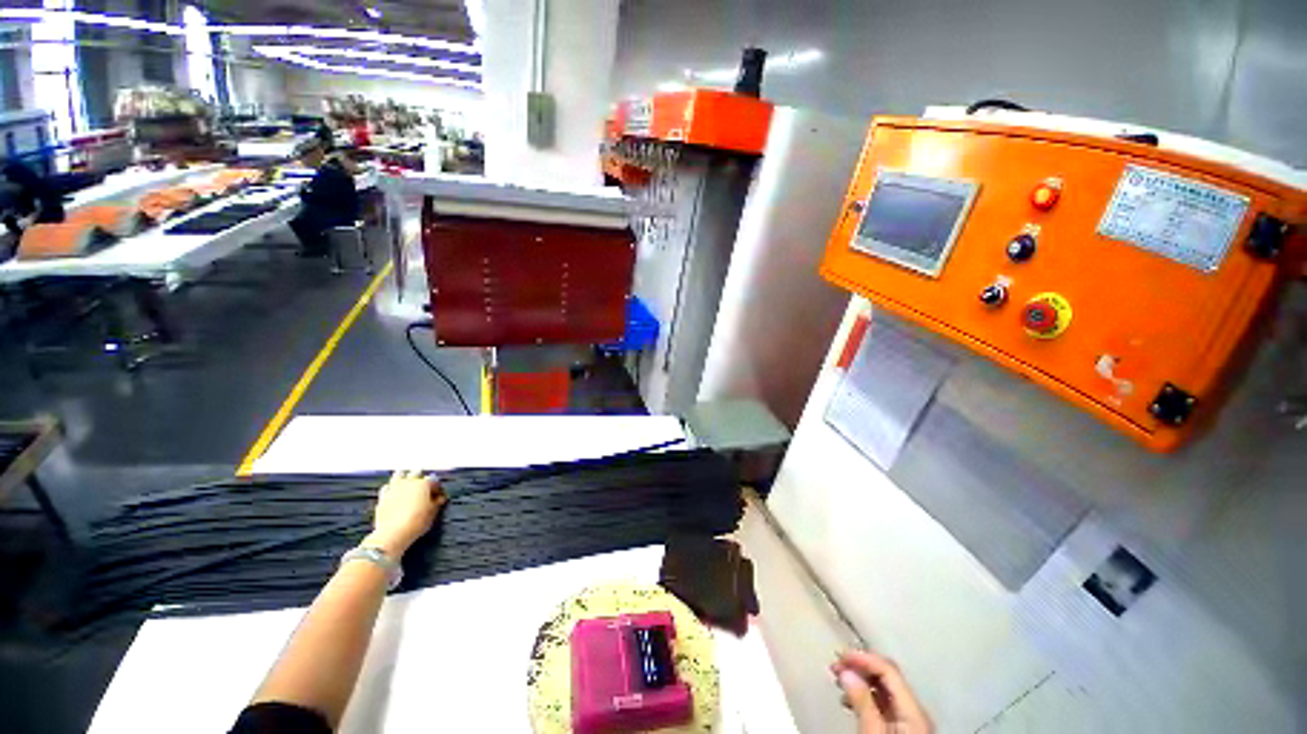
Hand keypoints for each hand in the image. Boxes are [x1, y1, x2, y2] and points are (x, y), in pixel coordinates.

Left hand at [363, 470, 445, 558]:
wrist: (393, 533)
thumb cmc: (416, 522)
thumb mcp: (433, 513)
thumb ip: (437, 503)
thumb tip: (440, 498)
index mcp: (424, 484)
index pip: (434, 482)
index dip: (438, 488)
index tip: (439, 495)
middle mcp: (409, 482)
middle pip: (416, 473)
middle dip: (421, 476)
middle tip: (424, 483)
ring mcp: (394, 488)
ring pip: (399, 475)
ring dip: (404, 476)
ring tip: (407, 479)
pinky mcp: (382, 497)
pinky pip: (387, 487)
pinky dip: (390, 487)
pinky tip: (392, 490)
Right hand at [832, 650, 932, 733]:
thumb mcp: (873, 733)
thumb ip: (862, 702)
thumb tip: (846, 671)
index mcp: (914, 710)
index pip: (888, 670)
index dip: (863, 658)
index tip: (840, 655)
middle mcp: (915, 711)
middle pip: (887, 677)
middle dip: (860, 666)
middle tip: (835, 664)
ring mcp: (909, 721)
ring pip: (884, 688)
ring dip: (860, 679)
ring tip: (839, 680)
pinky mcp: (901, 730)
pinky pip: (883, 702)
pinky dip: (865, 694)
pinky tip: (851, 699)